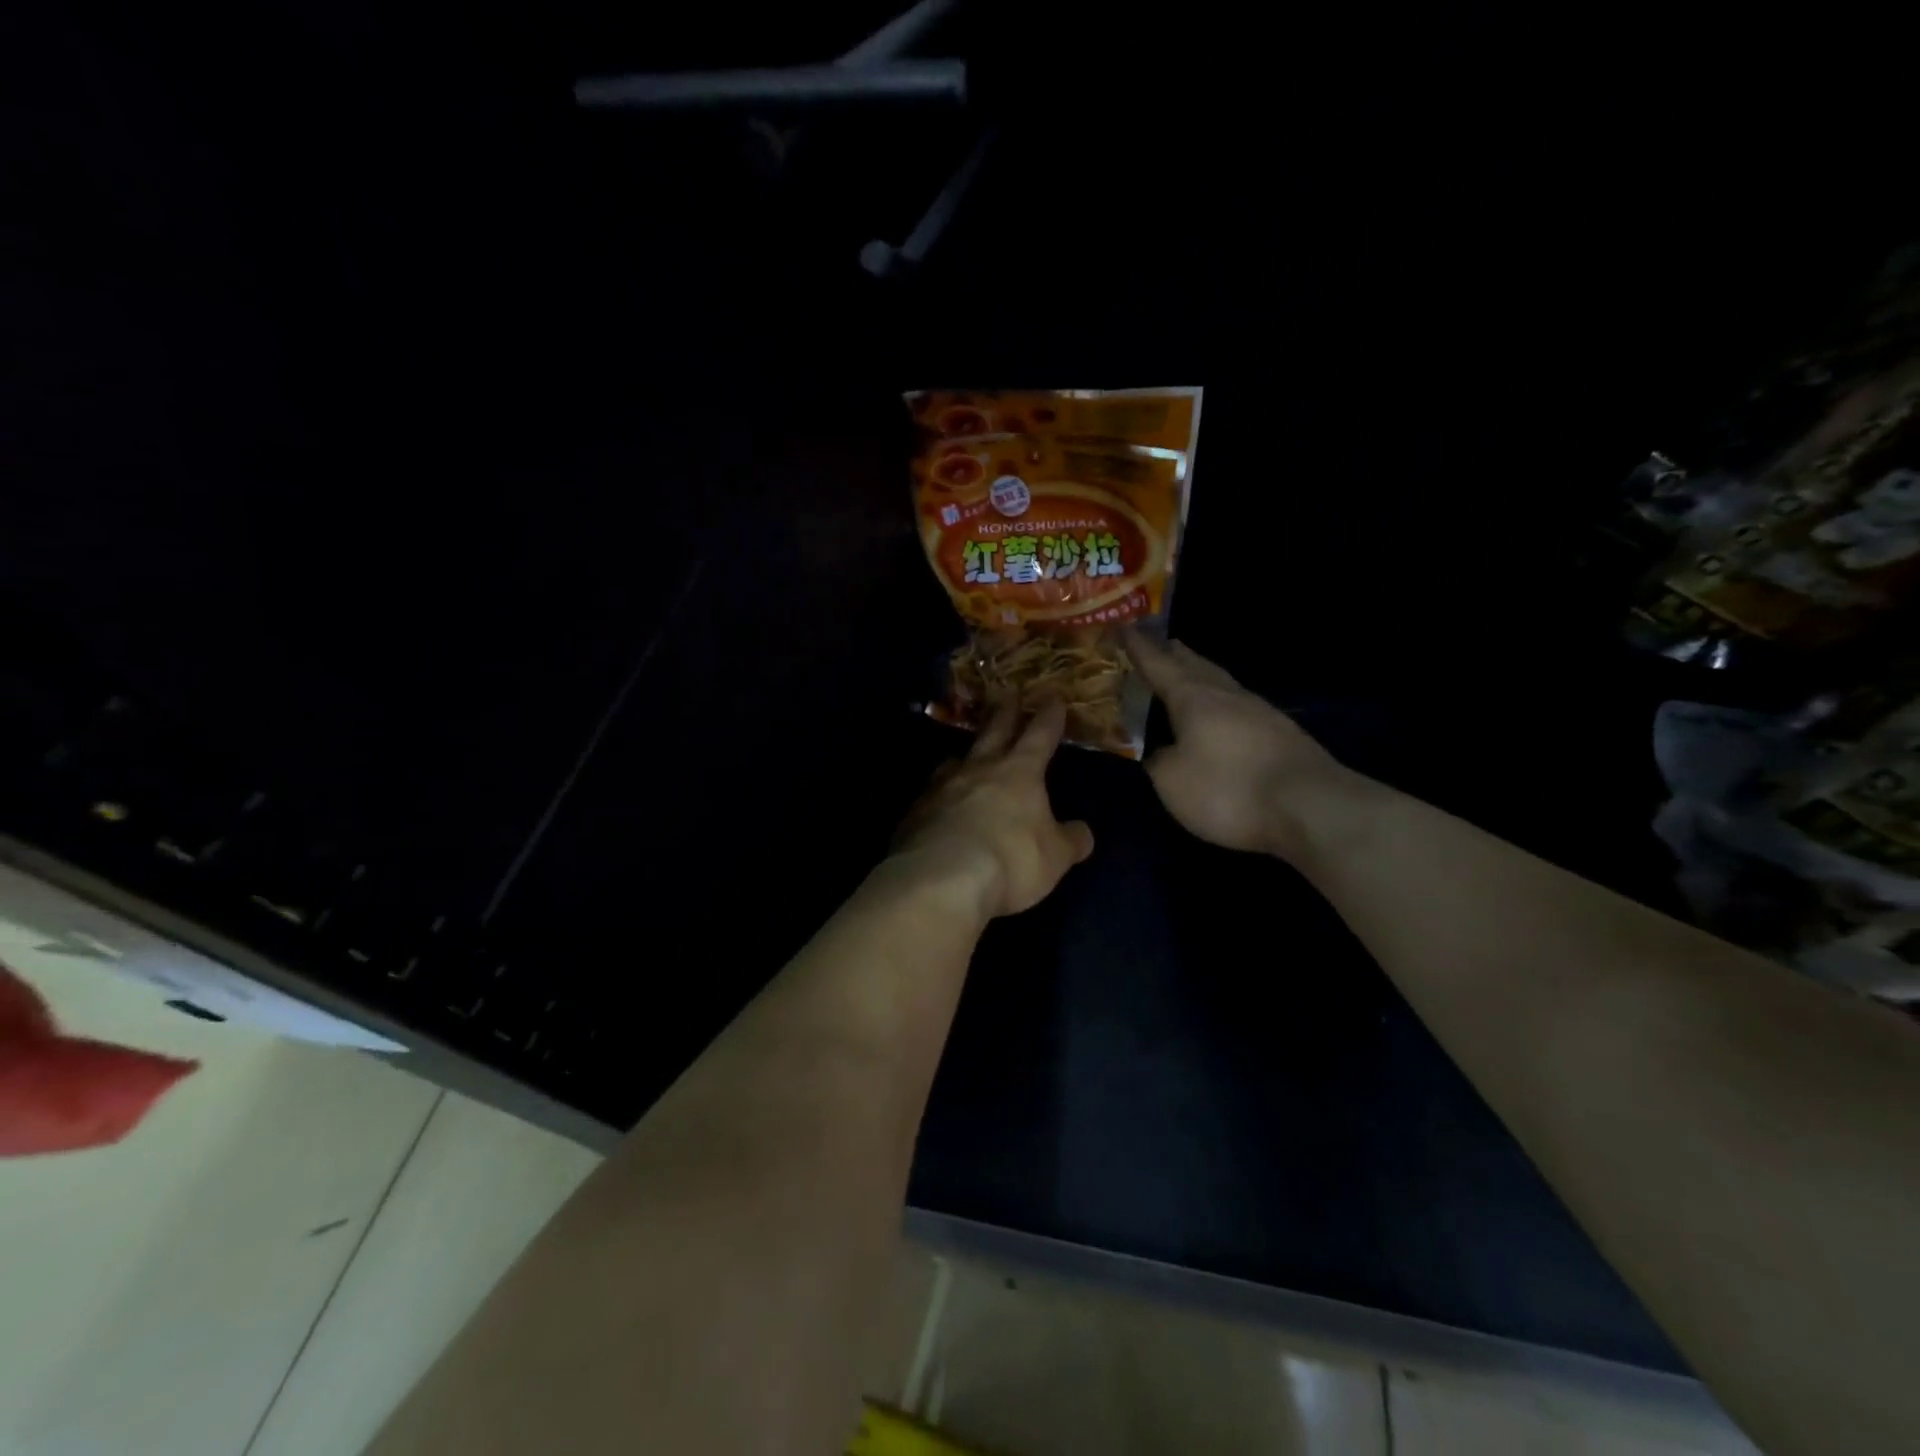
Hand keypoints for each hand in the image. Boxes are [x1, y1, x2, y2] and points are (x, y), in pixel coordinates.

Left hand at [892, 701, 1095, 918]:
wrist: (941, 879)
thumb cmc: (1011, 860)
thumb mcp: (1055, 857)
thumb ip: (1070, 840)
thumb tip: (1082, 832)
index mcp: (1019, 772)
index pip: (1039, 736)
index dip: (1049, 718)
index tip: (1053, 699)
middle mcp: (979, 769)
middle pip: (993, 732)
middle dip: (1004, 713)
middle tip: (1007, 694)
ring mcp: (941, 787)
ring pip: (955, 760)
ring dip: (966, 754)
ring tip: (966, 753)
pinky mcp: (914, 812)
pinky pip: (931, 794)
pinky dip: (940, 794)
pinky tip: (939, 804)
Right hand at [1125, 631, 1356, 861]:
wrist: (1310, 807)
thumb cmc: (1227, 789)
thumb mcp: (1173, 781)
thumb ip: (1158, 761)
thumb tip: (1159, 752)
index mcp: (1194, 699)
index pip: (1159, 665)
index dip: (1139, 648)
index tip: (1124, 627)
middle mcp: (1228, 696)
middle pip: (1197, 666)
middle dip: (1176, 654)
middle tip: (1162, 644)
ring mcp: (1261, 713)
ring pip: (1223, 684)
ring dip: (1203, 675)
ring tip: (1191, 673)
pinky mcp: (1283, 735)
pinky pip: (1242, 707)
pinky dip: (1225, 703)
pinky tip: (1226, 714)